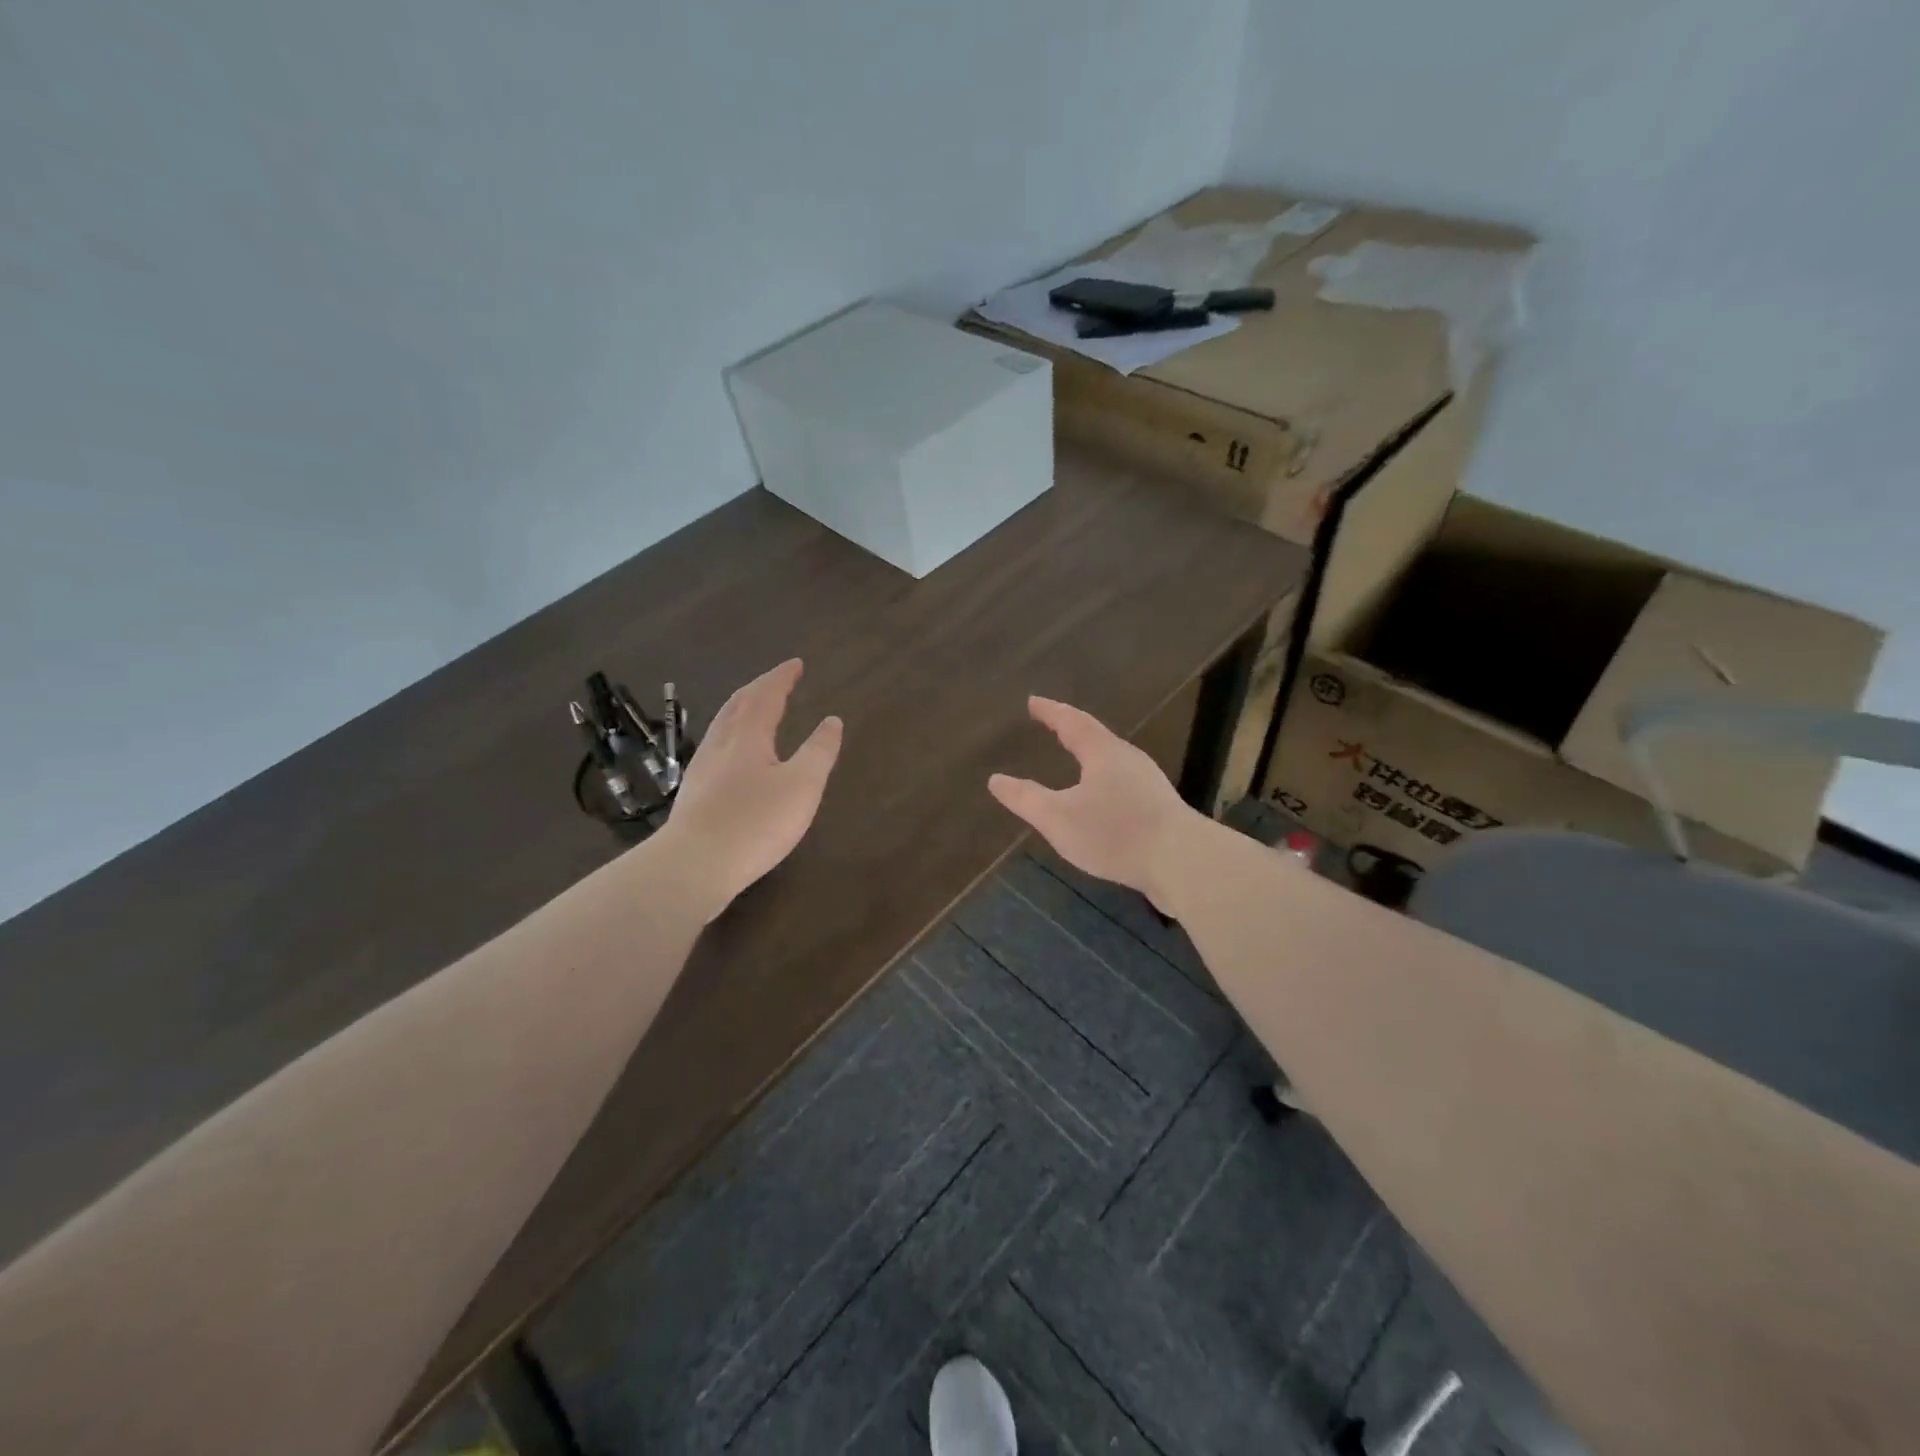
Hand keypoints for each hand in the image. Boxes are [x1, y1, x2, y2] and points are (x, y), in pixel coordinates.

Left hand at [663, 659, 842, 920]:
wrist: (694, 865)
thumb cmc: (755, 822)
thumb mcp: (802, 786)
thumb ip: (819, 751)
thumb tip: (832, 720)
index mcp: (747, 735)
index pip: (766, 695)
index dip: (782, 677)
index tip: (796, 664)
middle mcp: (720, 744)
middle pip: (738, 705)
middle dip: (759, 688)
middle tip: (776, 681)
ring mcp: (702, 769)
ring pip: (722, 726)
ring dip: (741, 710)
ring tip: (755, 710)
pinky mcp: (693, 794)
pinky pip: (715, 748)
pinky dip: (731, 736)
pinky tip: (733, 756)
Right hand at [988, 696, 1200, 909]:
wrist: (1183, 862)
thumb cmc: (1115, 833)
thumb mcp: (1058, 818)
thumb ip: (1026, 799)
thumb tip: (995, 780)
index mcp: (1103, 753)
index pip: (1072, 722)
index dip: (1050, 711)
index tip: (1033, 701)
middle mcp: (1129, 759)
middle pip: (1097, 737)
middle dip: (1073, 730)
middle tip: (1054, 726)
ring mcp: (1149, 783)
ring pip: (1113, 761)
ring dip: (1092, 756)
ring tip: (1076, 760)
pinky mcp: (1161, 808)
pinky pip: (1124, 784)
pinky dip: (1105, 782)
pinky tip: (1103, 801)